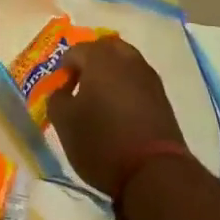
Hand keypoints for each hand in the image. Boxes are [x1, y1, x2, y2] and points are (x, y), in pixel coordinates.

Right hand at [46, 36, 187, 197]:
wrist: (154, 171)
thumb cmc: (102, 142)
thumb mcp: (64, 123)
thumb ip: (57, 99)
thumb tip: (62, 91)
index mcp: (100, 58)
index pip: (75, 51)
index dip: (63, 69)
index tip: (59, 91)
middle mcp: (127, 58)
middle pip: (105, 48)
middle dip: (90, 61)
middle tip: (79, 85)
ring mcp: (148, 76)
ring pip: (125, 62)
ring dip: (110, 73)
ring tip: (100, 98)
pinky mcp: (162, 96)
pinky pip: (138, 80)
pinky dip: (126, 87)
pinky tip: (119, 109)